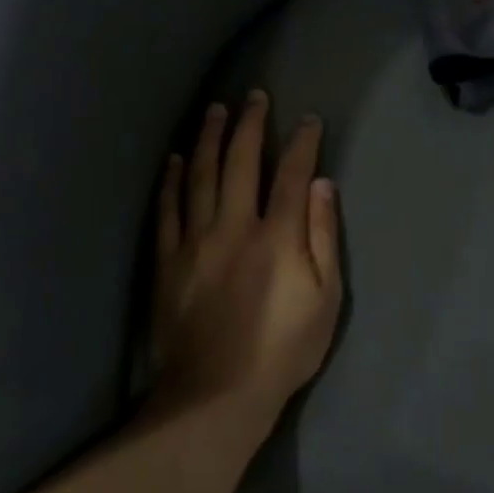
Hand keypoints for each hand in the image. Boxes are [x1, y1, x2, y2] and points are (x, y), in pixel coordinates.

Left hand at [153, 93, 343, 416]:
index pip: (291, 175)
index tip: (308, 120)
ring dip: (208, 139)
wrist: (215, 396)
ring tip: (214, 110)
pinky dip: (172, 180)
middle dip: (250, 125)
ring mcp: (195, 241)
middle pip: (240, 163)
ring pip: (200, 176)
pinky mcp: (167, 261)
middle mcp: (234, 226)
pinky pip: (167, 209)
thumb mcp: (326, 300)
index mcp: (277, 236)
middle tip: (254, 96)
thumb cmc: (283, 350)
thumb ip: (324, 238)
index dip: (302, 143)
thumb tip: (322, 185)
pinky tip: (176, 159)